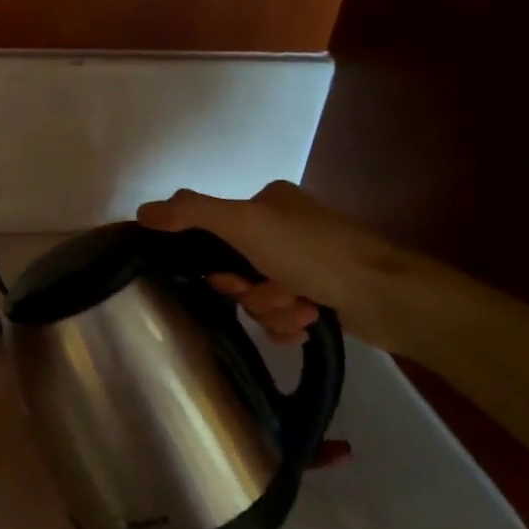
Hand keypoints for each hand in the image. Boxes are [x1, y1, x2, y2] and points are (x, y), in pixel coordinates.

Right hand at [137, 181, 420, 351]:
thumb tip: (140, 212)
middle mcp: (285, 229)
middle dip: (254, 292)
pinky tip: (310, 322)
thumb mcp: (245, 223)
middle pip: (237, 272)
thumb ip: (191, 213)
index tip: (235, 279)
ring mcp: (306, 264)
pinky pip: (281, 317)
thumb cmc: (314, 253)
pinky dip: (290, 324)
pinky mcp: (322, 296)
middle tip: (278, 293)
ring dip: (275, 311)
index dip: (220, 267)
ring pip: (259, 298)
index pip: (216, 235)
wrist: (388, 296)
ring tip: (304, 310)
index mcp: (268, 203)